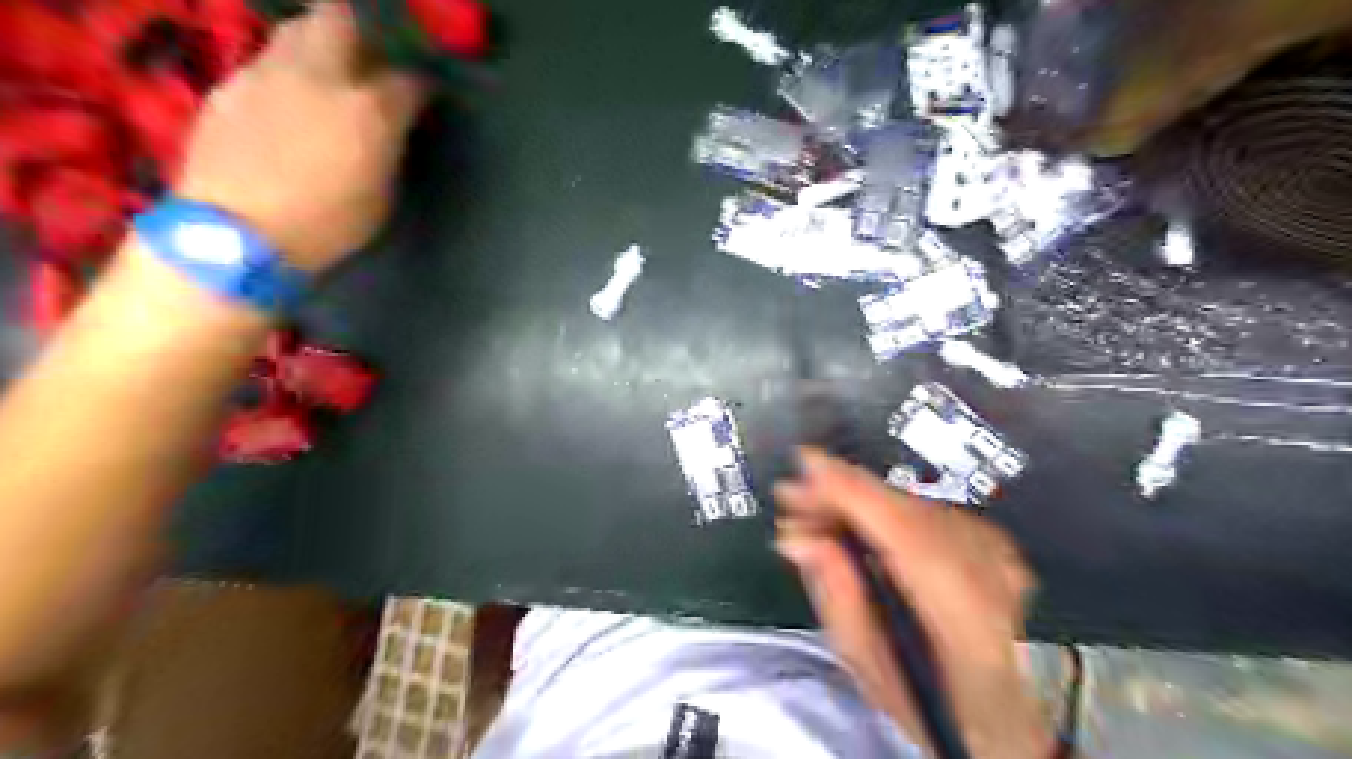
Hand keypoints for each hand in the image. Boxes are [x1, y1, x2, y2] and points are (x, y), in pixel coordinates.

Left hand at [173, 0, 422, 273]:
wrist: (237, 235)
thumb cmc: (327, 225)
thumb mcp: (381, 196)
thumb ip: (388, 151)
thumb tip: (390, 131)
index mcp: (369, 109)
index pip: (409, 80)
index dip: (421, 87)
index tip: (424, 98)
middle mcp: (319, 75)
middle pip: (339, 19)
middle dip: (359, 31)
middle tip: (367, 59)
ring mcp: (267, 73)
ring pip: (294, 32)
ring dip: (316, 46)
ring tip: (324, 77)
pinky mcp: (228, 86)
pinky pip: (263, 65)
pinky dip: (281, 76)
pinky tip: (283, 107)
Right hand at [776, 451, 1048, 758]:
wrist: (1008, 715)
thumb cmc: (935, 706)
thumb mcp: (872, 670)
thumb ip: (838, 599)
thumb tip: (800, 539)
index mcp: (970, 629)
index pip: (908, 540)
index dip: (856, 495)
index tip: (807, 465)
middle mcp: (996, 581)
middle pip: (910, 513)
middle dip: (845, 492)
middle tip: (794, 494)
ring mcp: (1003, 559)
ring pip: (917, 506)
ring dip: (860, 499)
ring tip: (814, 509)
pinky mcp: (996, 545)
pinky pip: (927, 511)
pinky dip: (885, 507)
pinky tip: (854, 517)